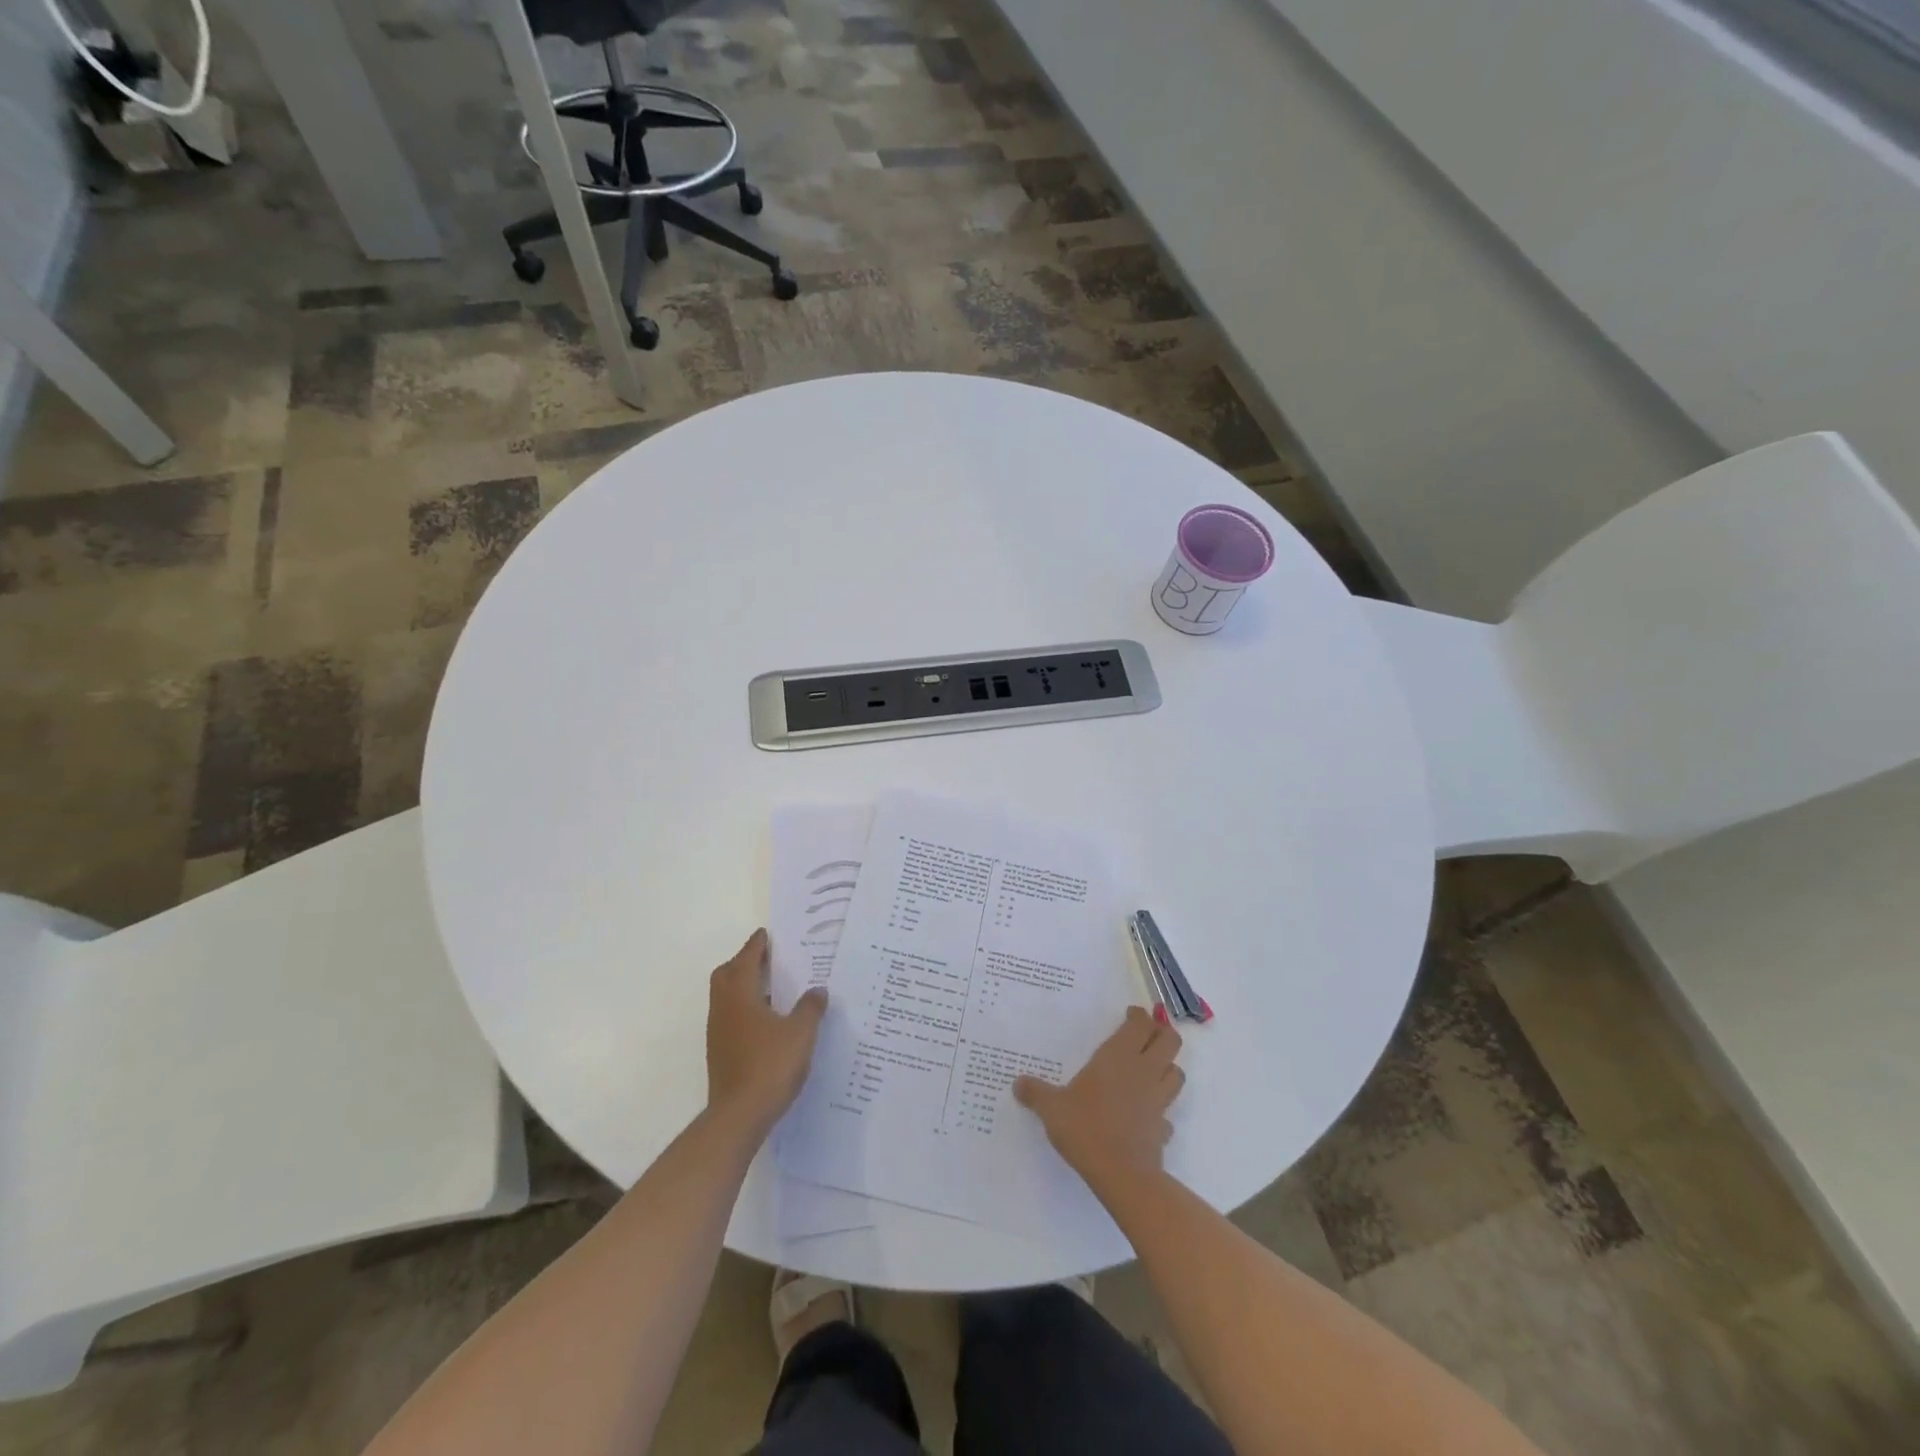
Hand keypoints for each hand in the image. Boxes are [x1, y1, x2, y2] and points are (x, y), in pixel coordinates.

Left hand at [706, 929, 827, 1135]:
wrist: (739, 1116)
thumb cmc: (770, 1065)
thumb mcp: (801, 1033)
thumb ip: (810, 1008)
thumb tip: (818, 990)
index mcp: (740, 997)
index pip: (745, 961)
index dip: (756, 946)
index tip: (765, 934)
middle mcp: (724, 1010)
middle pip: (726, 975)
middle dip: (743, 962)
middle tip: (765, 958)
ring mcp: (718, 1034)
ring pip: (726, 998)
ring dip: (743, 986)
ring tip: (770, 988)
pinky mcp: (720, 1054)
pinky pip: (730, 1018)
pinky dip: (744, 1009)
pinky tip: (766, 1022)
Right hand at [1014, 1006, 1184, 1196]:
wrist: (1121, 1174)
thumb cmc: (1086, 1128)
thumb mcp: (1052, 1108)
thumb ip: (1036, 1093)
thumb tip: (1018, 1083)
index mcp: (1118, 1057)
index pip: (1140, 1024)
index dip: (1139, 1016)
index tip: (1131, 1014)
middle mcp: (1143, 1072)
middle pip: (1170, 1041)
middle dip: (1163, 1033)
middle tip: (1147, 1035)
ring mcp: (1158, 1100)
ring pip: (1177, 1073)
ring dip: (1169, 1067)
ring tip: (1153, 1069)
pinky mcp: (1163, 1128)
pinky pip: (1168, 1114)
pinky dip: (1162, 1111)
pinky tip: (1148, 1116)